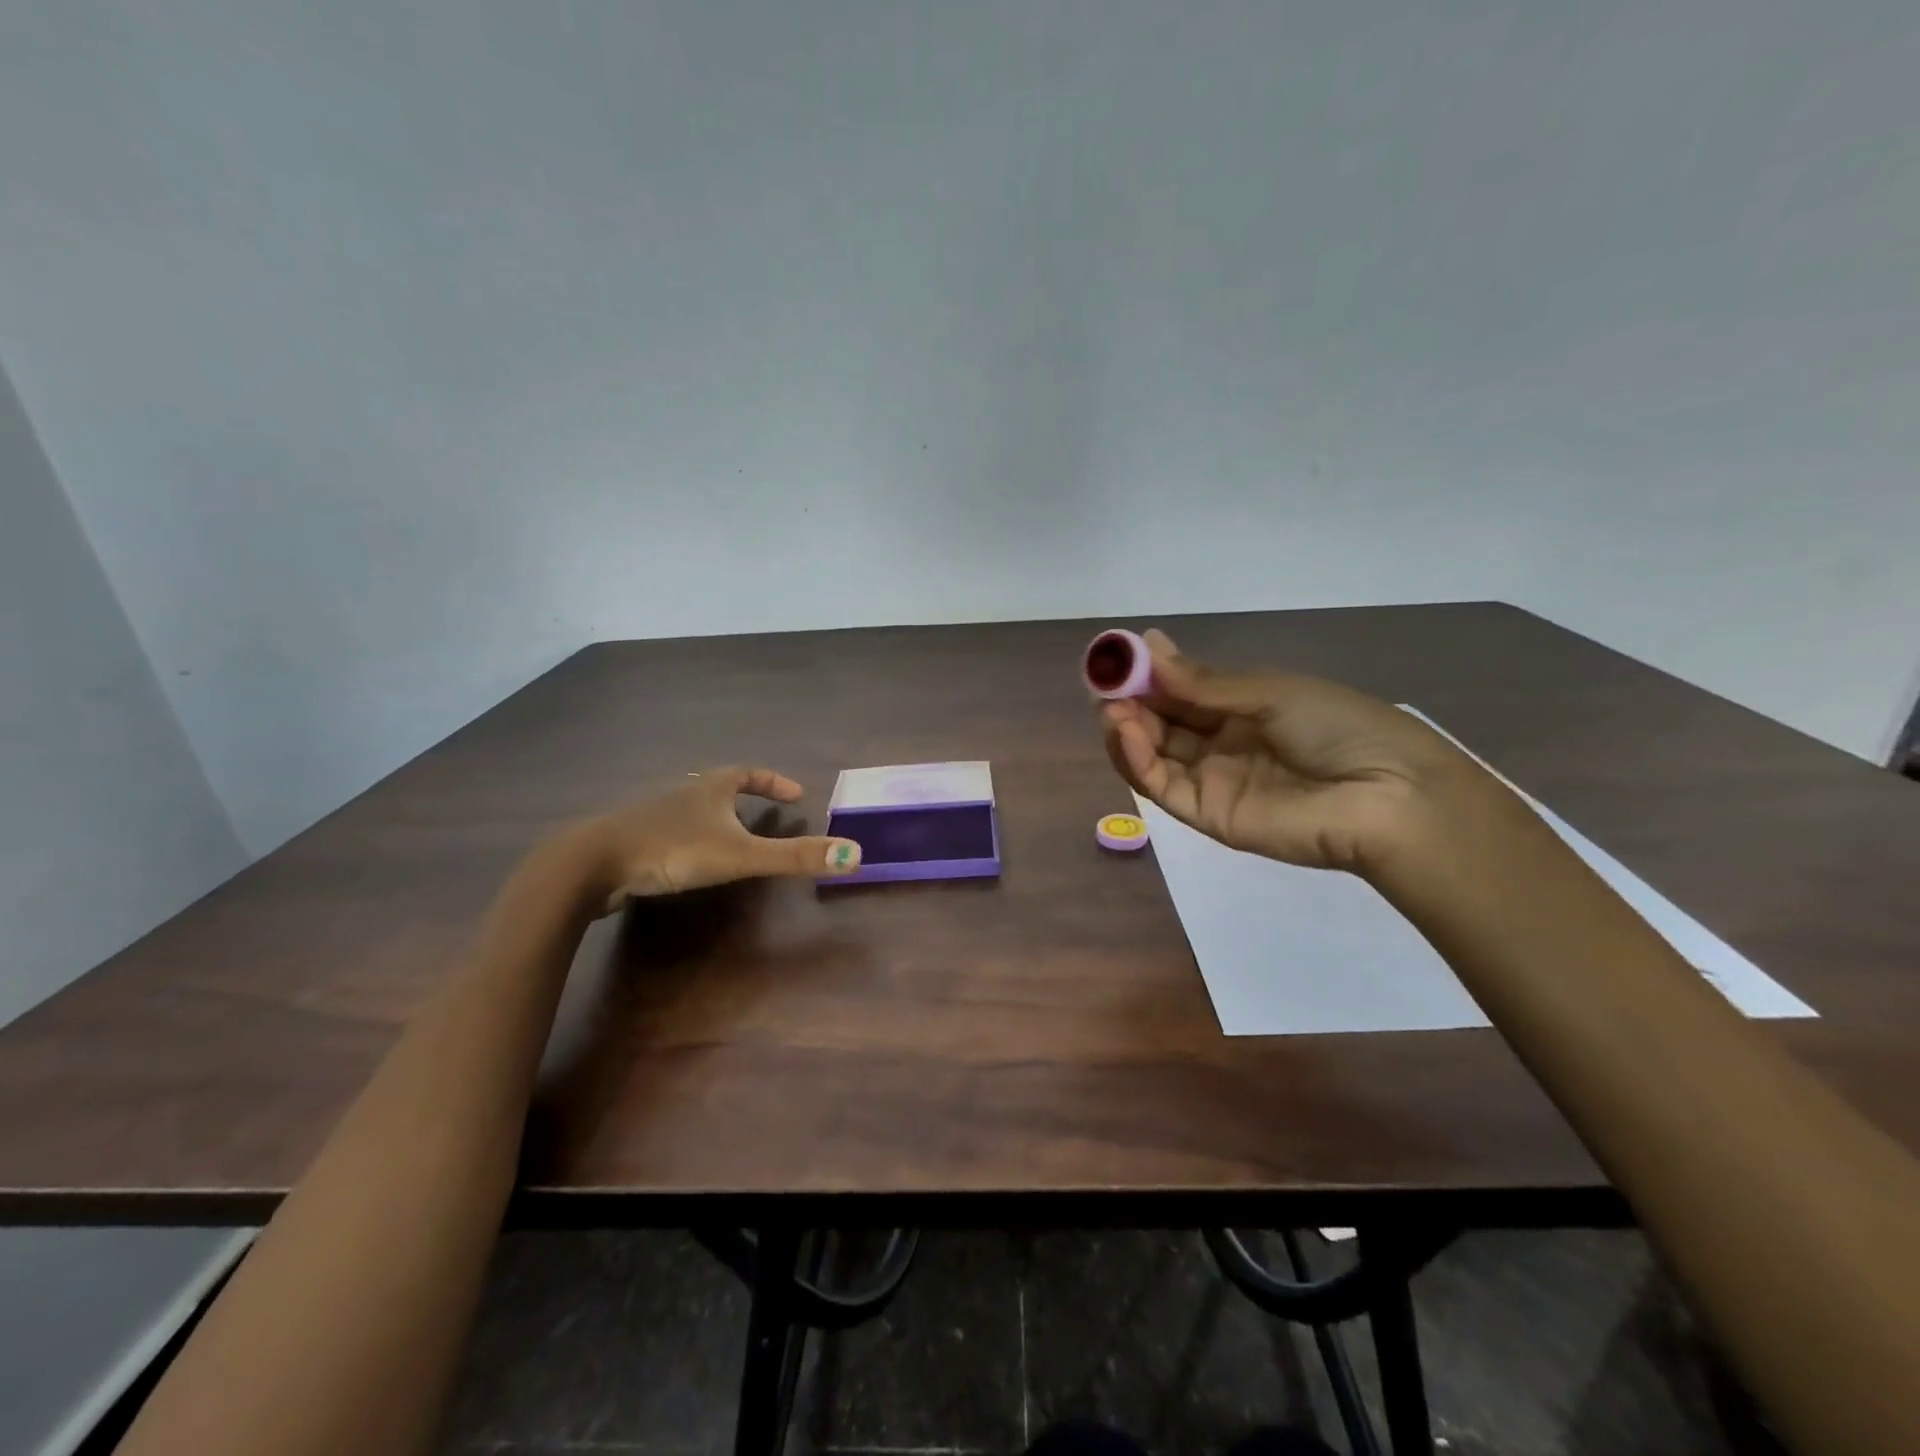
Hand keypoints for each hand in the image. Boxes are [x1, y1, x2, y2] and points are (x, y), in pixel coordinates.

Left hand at [581, 767, 861, 914]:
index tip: (796, 794)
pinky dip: (689, 839)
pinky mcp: (634, 840)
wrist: (592, 864)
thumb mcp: (740, 855)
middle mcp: (683, 793)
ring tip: (732, 838)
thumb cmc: (672, 849)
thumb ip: (794, 858)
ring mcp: (654, 815)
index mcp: (710, 788)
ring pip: (693, 809)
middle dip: (745, 797)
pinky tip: (687, 861)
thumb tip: (855, 855)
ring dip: (716, 818)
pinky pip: (671, 832)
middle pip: (719, 787)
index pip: (749, 773)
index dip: (774, 781)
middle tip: (766, 816)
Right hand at [1100, 630, 1486, 874]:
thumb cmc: (1337, 727)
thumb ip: (1202, 681)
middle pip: (1159, 723)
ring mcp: (1210, 779)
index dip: (1145, 676)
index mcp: (1240, 709)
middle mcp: (1219, 743)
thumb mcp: (1269, 691)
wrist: (1386, 795)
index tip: (1115, 659)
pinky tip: (1123, 730)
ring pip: (1151, 754)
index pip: (1179, 692)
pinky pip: (1160, 784)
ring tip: (1109, 706)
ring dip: (1123, 729)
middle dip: (1128, 701)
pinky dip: (1134, 758)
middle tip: (1103, 683)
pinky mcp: (1204, 814)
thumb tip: (1147, 643)